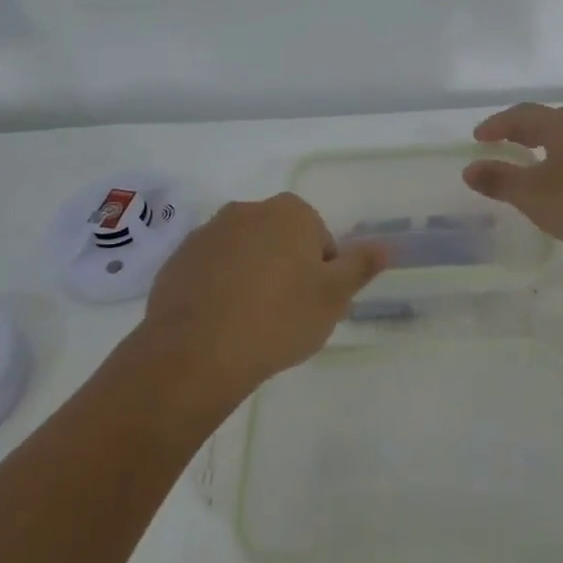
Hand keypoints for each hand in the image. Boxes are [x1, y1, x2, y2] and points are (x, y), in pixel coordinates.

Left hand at [140, 193, 388, 397]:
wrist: (197, 351)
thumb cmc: (279, 318)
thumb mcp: (334, 296)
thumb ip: (361, 266)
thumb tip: (385, 246)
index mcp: (289, 212)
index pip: (318, 236)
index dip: (321, 271)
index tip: (313, 304)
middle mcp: (246, 211)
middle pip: (279, 240)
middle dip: (285, 269)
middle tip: (286, 315)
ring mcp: (207, 234)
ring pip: (243, 254)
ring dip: (250, 277)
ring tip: (250, 323)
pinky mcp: (177, 260)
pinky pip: (210, 270)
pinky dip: (218, 289)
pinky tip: (220, 324)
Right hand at [462, 104, 562, 277]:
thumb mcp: (533, 194)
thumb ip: (500, 180)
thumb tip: (469, 168)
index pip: (523, 114)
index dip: (498, 124)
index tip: (478, 138)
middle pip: (552, 122)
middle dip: (525, 131)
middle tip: (505, 146)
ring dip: (549, 151)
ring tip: (533, 170)